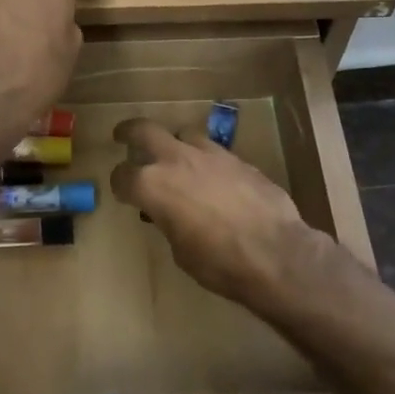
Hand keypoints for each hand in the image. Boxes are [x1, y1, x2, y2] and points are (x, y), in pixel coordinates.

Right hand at [110, 118, 318, 309]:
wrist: (275, 253)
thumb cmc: (218, 263)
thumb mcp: (180, 250)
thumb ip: (168, 221)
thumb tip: (170, 213)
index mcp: (153, 186)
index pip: (123, 176)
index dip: (120, 185)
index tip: (123, 192)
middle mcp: (176, 160)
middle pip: (144, 131)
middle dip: (130, 132)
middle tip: (123, 135)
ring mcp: (210, 154)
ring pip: (183, 133)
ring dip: (174, 143)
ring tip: (176, 158)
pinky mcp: (238, 159)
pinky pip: (213, 150)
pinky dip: (204, 158)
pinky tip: (212, 176)